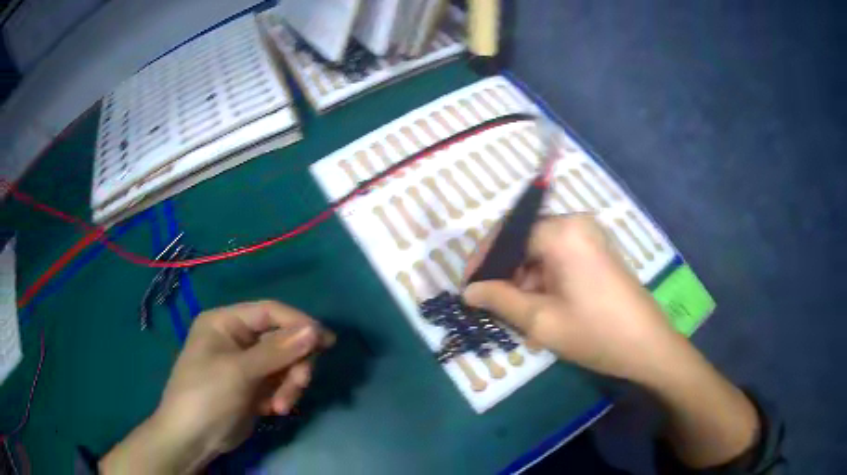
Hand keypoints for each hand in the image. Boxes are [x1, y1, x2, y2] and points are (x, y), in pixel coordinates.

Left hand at [101, 301, 333, 473]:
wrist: (193, 439)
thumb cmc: (207, 395)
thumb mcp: (239, 371)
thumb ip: (278, 351)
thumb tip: (315, 329)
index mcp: (226, 322)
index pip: (270, 311)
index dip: (298, 323)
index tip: (326, 341)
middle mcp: (237, 338)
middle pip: (281, 340)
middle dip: (293, 364)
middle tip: (300, 385)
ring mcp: (246, 364)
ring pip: (284, 364)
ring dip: (289, 385)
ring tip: (281, 407)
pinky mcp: (253, 386)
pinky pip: (280, 383)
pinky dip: (282, 396)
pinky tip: (273, 411)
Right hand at [464, 215, 759, 467]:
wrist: (648, 345)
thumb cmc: (595, 333)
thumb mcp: (541, 321)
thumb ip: (500, 300)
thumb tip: (469, 291)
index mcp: (562, 232)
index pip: (508, 234)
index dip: (483, 260)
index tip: (467, 287)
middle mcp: (576, 222)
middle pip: (525, 240)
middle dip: (505, 271)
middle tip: (491, 303)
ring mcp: (591, 235)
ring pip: (541, 250)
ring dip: (524, 277)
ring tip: (518, 312)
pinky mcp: (598, 249)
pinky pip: (559, 255)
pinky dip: (544, 277)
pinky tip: (542, 306)